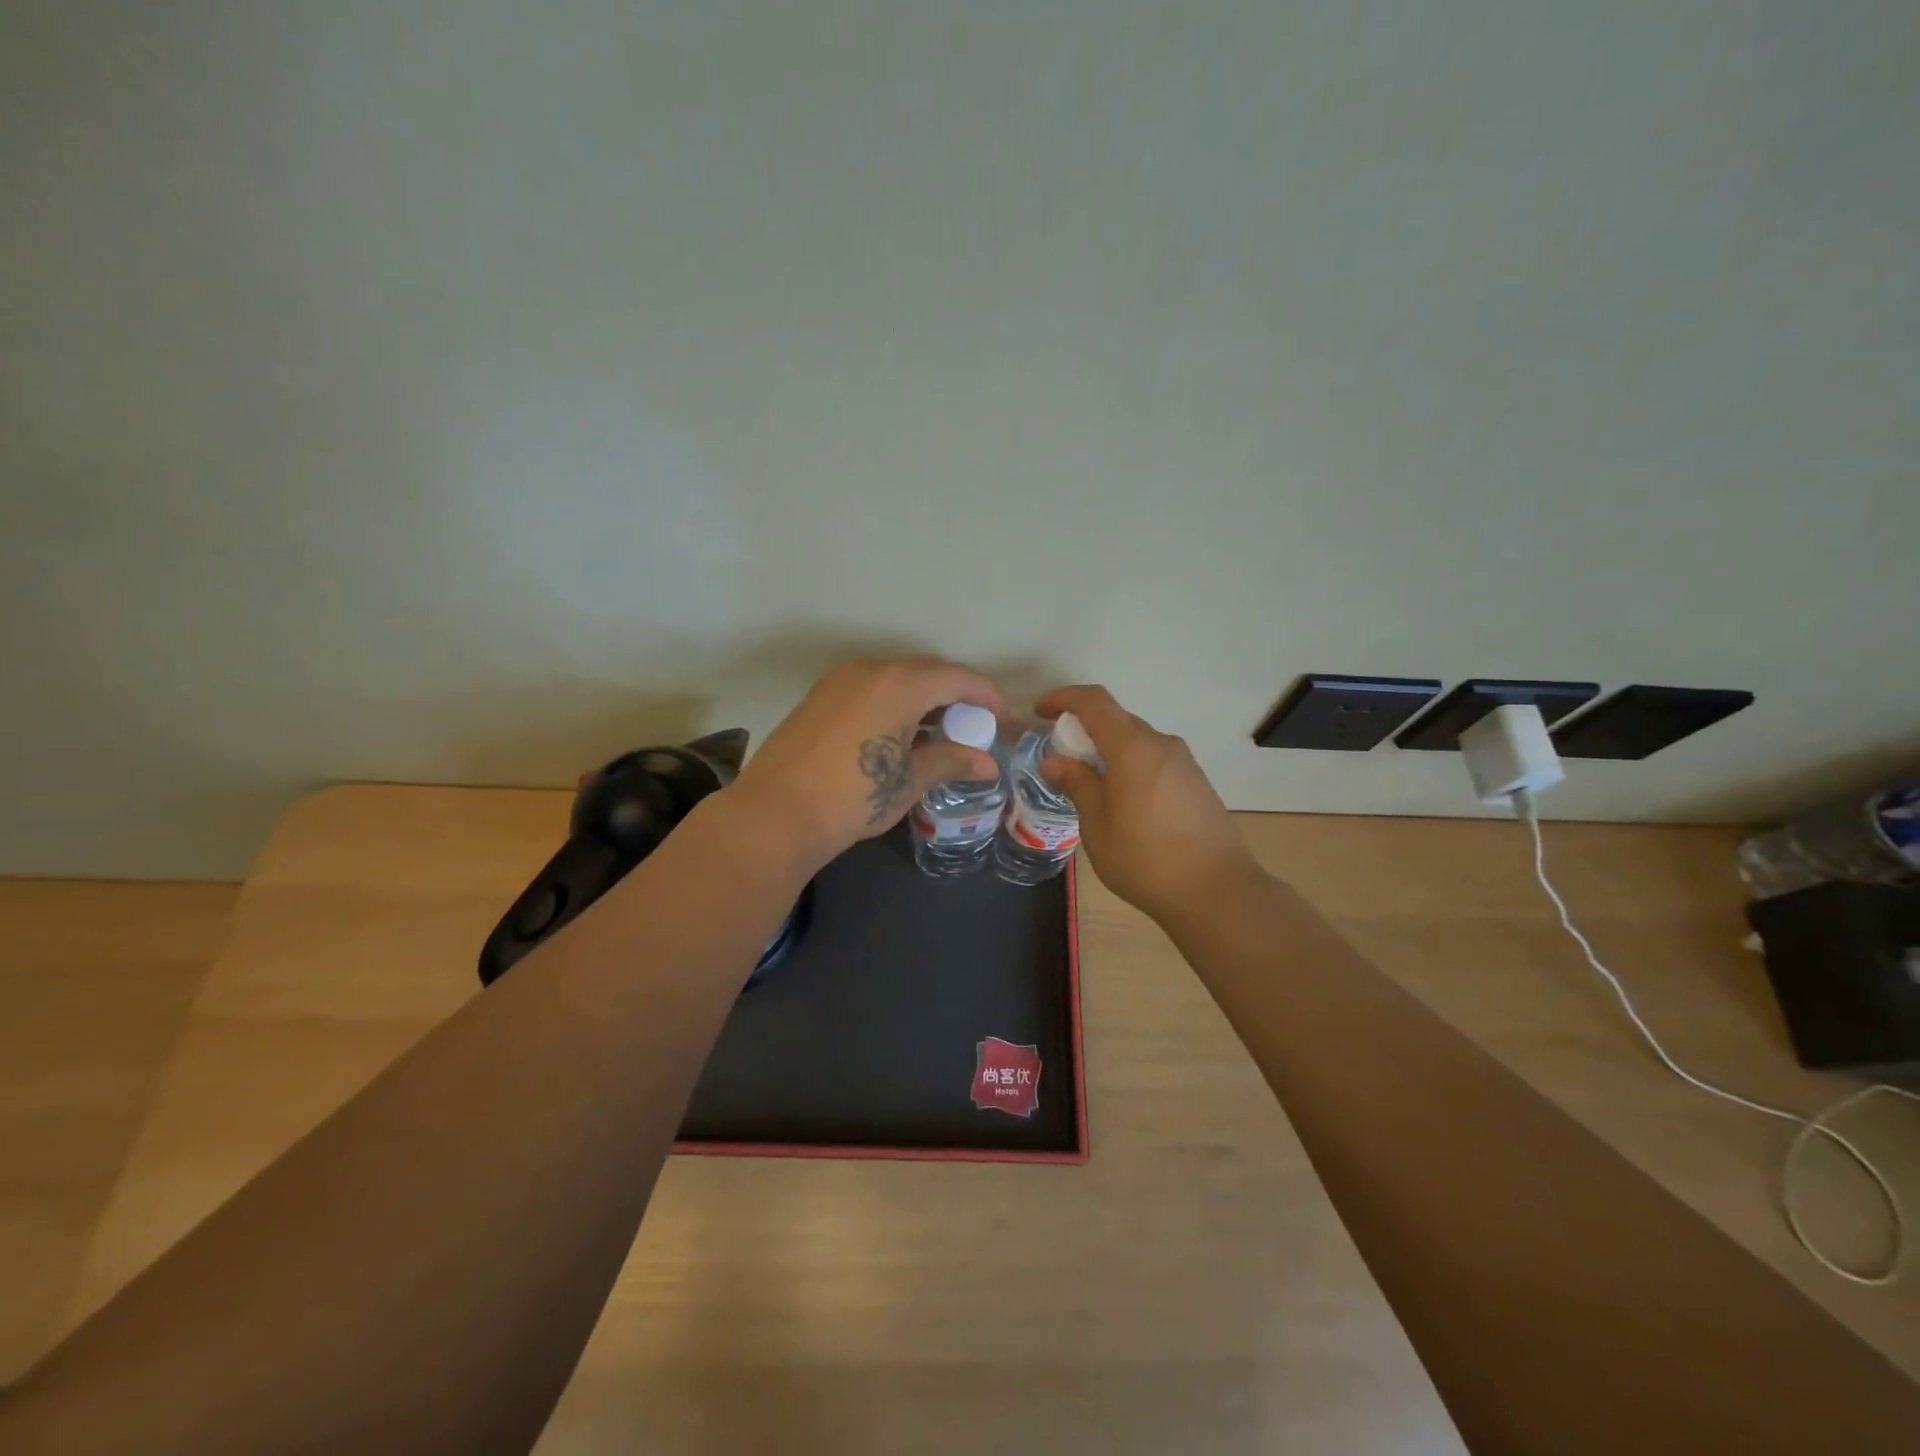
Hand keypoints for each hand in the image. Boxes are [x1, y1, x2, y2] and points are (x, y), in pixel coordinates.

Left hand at [731, 658, 1005, 865]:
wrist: (776, 813)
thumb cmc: (855, 796)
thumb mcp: (909, 780)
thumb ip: (951, 761)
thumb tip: (988, 764)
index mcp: (900, 683)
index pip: (957, 677)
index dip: (986, 695)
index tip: (1002, 718)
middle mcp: (871, 670)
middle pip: (926, 672)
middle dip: (955, 695)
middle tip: (972, 726)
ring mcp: (840, 680)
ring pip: (895, 678)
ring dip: (922, 698)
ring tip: (937, 732)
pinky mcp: (819, 697)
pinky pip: (870, 688)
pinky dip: (893, 702)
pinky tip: (897, 734)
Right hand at [1036, 685, 1264, 923]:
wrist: (1217, 892)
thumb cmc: (1145, 860)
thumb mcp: (1098, 826)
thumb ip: (1078, 785)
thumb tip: (1054, 761)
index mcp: (1133, 748)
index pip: (1094, 702)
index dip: (1064, 698)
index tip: (1041, 712)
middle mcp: (1161, 744)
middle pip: (1117, 720)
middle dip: (1084, 730)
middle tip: (1062, 759)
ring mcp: (1184, 762)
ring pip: (1137, 742)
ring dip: (1109, 751)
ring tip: (1091, 786)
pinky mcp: (1197, 782)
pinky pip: (1155, 760)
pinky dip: (1131, 766)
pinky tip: (1124, 802)